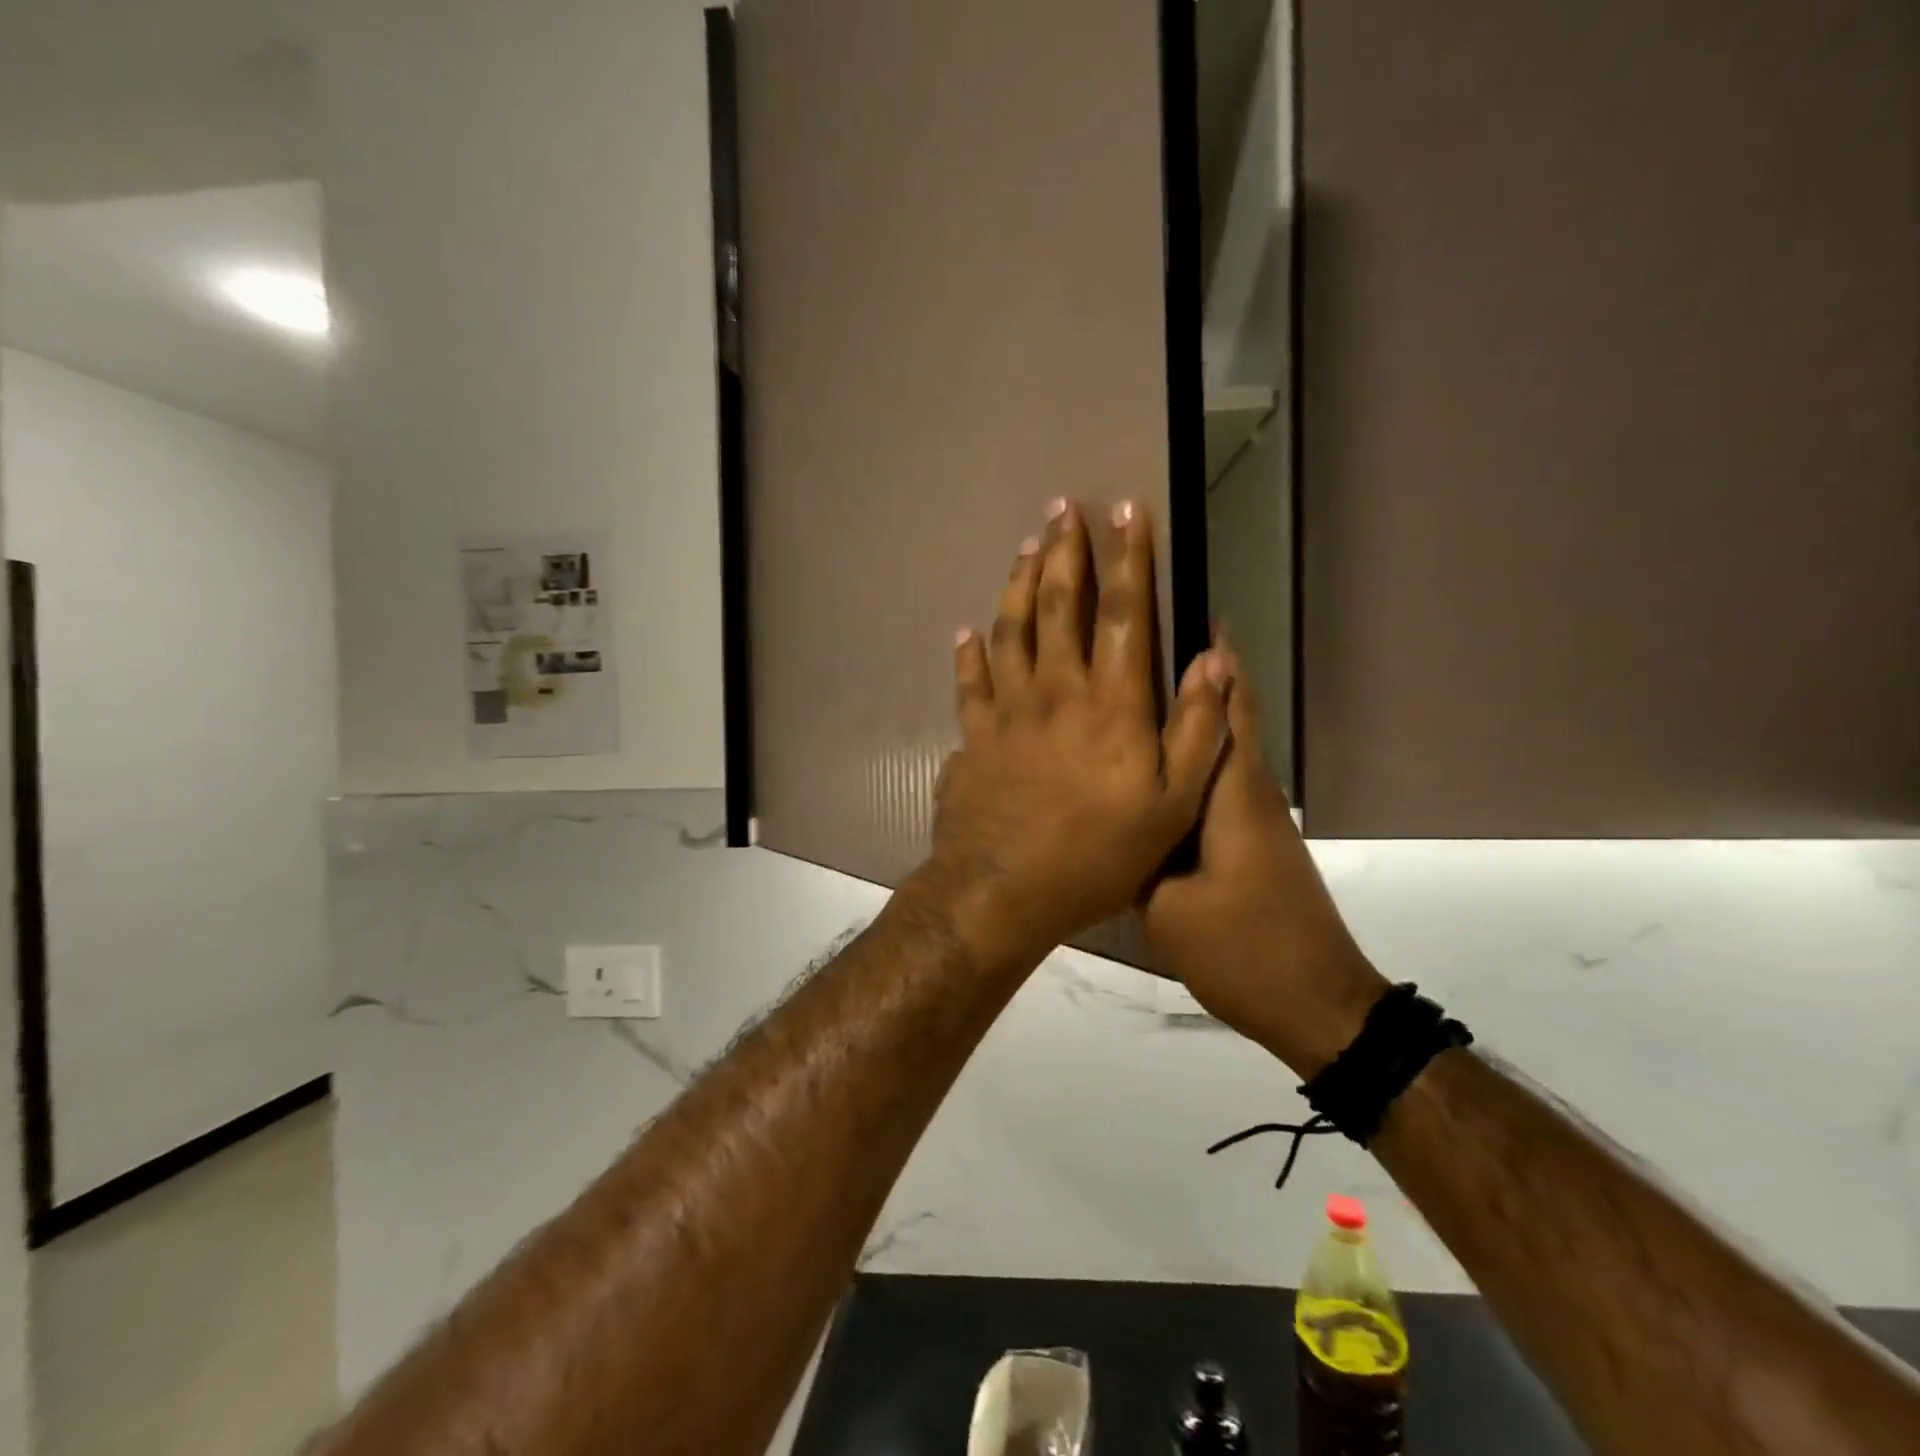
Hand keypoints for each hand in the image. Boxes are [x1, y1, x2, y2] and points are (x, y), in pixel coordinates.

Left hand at [916, 499, 1233, 966]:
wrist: (1003, 890)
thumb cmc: (1096, 855)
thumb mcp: (1171, 807)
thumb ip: (1196, 731)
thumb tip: (1213, 659)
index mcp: (1111, 704)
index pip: (1123, 613)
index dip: (1129, 558)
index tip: (1127, 510)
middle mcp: (1056, 691)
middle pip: (1060, 606)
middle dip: (1066, 552)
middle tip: (1063, 507)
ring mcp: (1007, 711)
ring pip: (1011, 630)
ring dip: (1019, 584)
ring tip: (1026, 547)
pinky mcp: (973, 735)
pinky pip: (969, 682)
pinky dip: (968, 653)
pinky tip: (966, 631)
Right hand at [1141, 642, 1387, 1075]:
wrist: (1314, 1005)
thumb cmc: (1244, 951)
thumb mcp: (1167, 907)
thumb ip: (1135, 852)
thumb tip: (1111, 814)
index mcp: (1232, 796)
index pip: (1228, 708)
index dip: (1215, 660)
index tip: (1191, 614)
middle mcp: (1248, 794)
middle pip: (1222, 718)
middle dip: (1191, 677)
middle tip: (1134, 650)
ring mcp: (1252, 819)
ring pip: (1214, 752)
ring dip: (1184, 719)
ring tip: (1127, 697)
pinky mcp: (1247, 842)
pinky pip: (1210, 786)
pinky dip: (1183, 764)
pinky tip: (1144, 770)